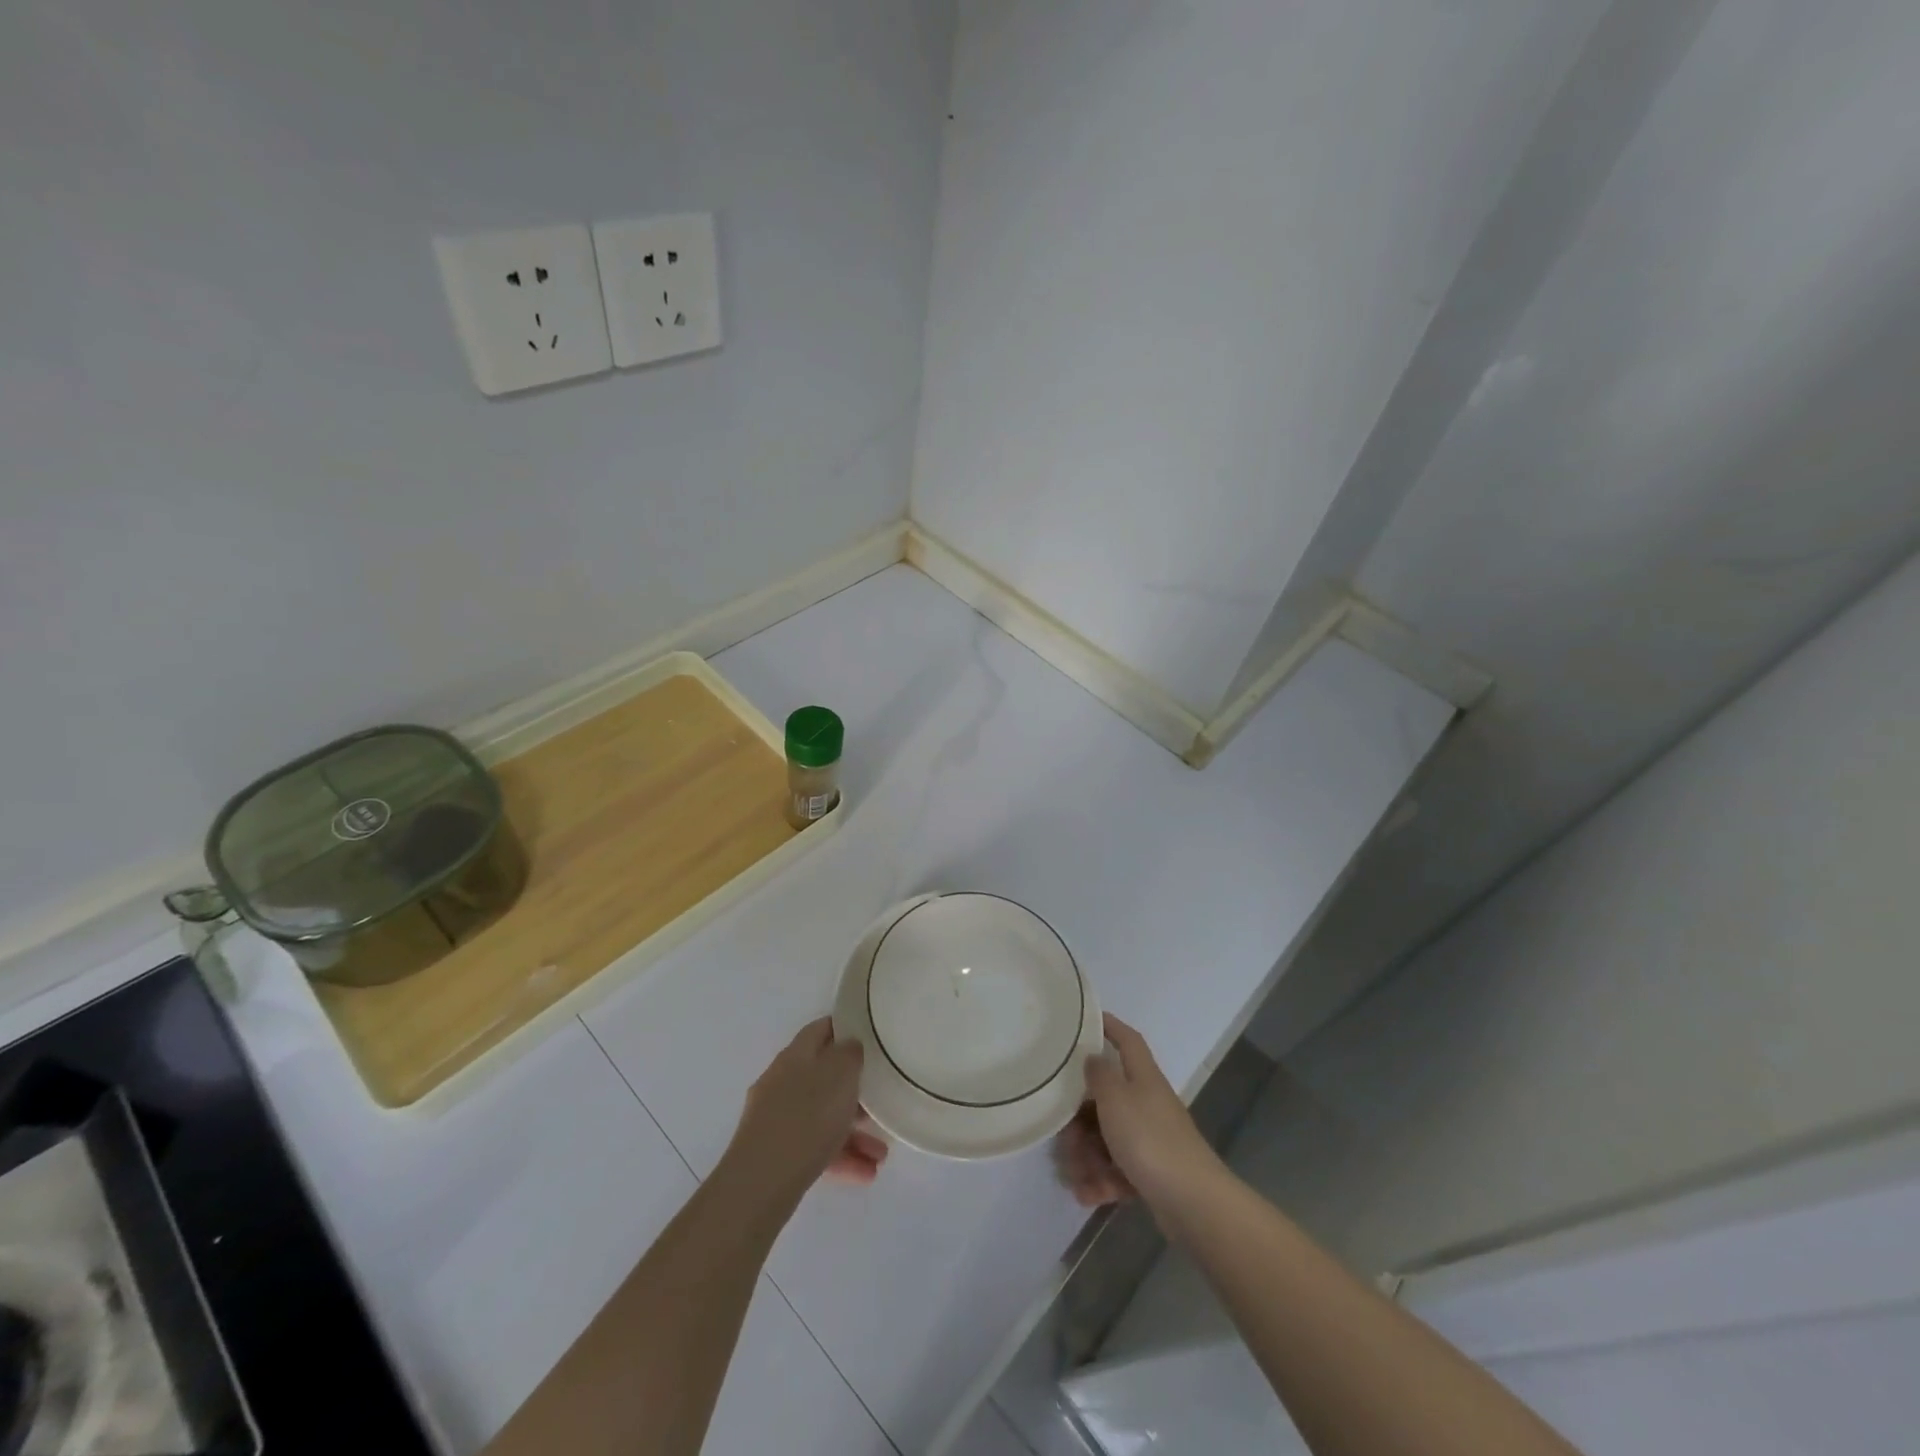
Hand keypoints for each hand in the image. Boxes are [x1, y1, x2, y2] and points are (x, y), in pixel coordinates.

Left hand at [723, 1019, 888, 1205]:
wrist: (761, 1181)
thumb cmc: (808, 1116)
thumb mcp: (841, 1074)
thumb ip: (850, 1054)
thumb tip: (849, 1047)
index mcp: (795, 1055)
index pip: (821, 1029)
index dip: (846, 1029)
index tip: (871, 1038)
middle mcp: (782, 1081)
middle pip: (824, 1078)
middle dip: (855, 1092)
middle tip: (880, 1103)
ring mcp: (776, 1118)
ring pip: (822, 1117)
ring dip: (853, 1133)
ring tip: (881, 1155)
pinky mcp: (775, 1153)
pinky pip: (815, 1147)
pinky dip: (839, 1157)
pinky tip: (864, 1173)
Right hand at [1056, 1014, 1218, 1209]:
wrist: (1192, 1202)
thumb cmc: (1149, 1139)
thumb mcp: (1115, 1098)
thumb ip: (1099, 1074)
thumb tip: (1093, 1057)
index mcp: (1142, 1077)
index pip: (1127, 1040)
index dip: (1109, 1026)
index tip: (1084, 1021)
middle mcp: (1146, 1103)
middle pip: (1105, 1099)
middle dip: (1078, 1120)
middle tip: (1063, 1138)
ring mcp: (1149, 1139)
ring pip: (1105, 1137)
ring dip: (1086, 1157)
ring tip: (1077, 1177)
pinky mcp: (1149, 1172)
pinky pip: (1116, 1168)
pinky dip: (1101, 1180)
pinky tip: (1088, 1194)